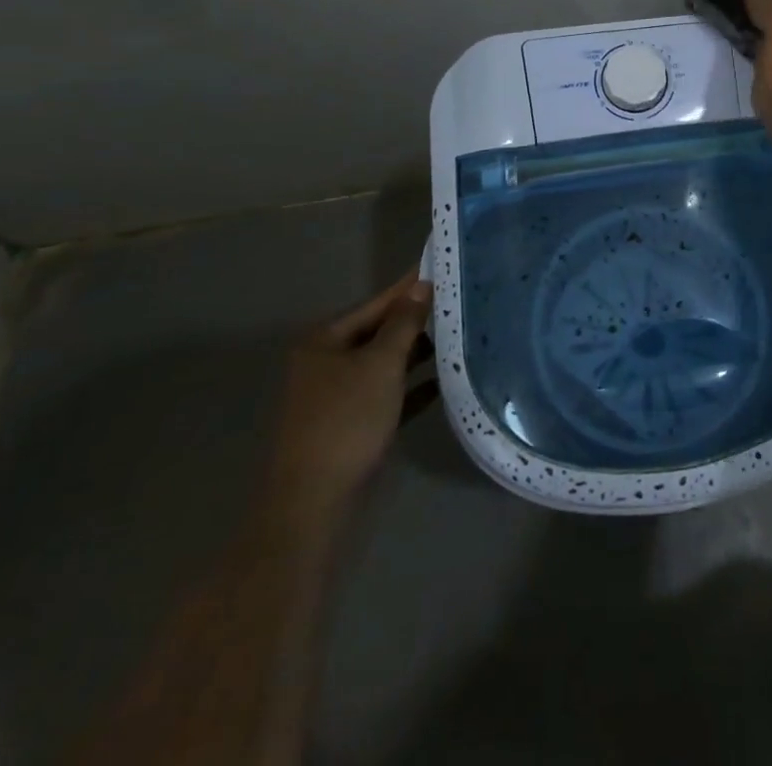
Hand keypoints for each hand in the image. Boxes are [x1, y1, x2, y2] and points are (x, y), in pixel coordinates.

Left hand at [264, 270, 437, 527]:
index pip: (375, 304)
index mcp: (324, 342)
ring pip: (383, 364)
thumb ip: (404, 323)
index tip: (440, 269)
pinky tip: (442, 382)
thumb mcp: (381, 364)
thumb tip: (420, 286)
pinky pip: (386, 395)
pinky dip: (411, 387)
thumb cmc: (347, 420)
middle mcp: (325, 363)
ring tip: (458, 340)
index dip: (408, 288)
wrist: (313, 502)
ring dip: (416, 355)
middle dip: (416, 322)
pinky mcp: (349, 425)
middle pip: (378, 333)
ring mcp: (336, 397)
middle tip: (457, 305)